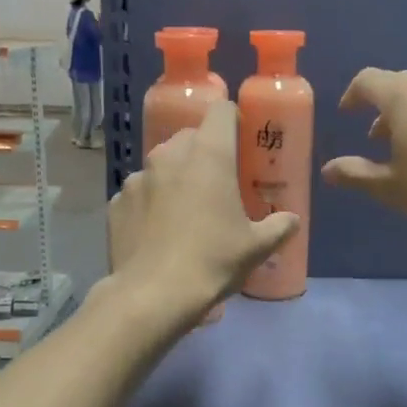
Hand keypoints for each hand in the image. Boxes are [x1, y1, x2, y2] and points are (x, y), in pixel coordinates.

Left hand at [107, 100, 299, 324]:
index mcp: (208, 155)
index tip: (241, 141)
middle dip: (204, 153)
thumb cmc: (213, 261)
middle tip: (217, 184)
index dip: (233, 121)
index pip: (221, 111)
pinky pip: (139, 193)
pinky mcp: (115, 202)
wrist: (153, 295)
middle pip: (190, 137)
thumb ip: (279, 226)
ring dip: (175, 178)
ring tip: (184, 212)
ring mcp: (137, 178)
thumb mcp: (257, 247)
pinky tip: (157, 233)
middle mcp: (169, 155)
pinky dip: (149, 204)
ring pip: (161, 165)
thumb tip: (291, 220)